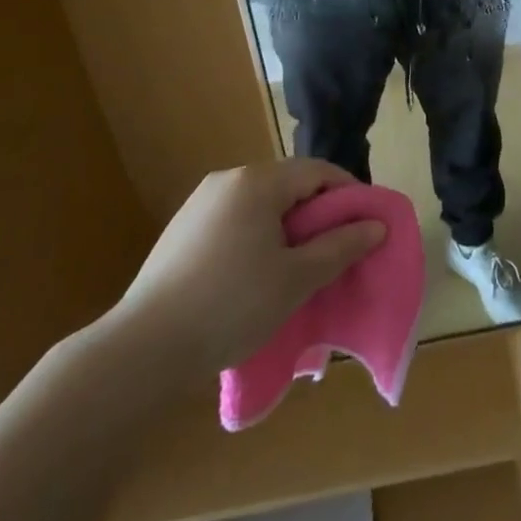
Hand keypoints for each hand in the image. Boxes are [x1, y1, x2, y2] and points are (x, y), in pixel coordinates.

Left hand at [102, 159, 385, 381]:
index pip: (318, 171)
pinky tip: (257, 276)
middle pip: (289, 185)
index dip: (349, 194)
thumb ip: (340, 246)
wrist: (144, 349)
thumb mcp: (297, 278)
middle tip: (337, 251)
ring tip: (300, 267)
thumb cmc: (232, 305)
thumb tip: (376, 225)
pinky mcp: (182, 230)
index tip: (367, 226)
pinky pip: (235, 221)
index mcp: (257, 181)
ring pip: (261, 204)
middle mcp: (227, 180)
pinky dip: (258, 237)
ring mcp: (200, 204)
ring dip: (288, 228)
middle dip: (318, 214)